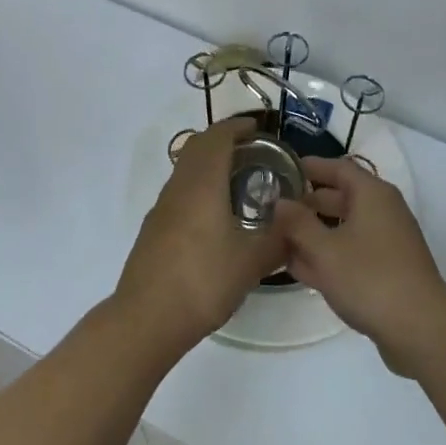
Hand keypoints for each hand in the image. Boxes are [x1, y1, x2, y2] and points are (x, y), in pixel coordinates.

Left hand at [114, 119, 287, 357]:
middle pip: (197, 147)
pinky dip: (199, 186)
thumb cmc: (203, 281)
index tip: (257, 128)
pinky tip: (215, 215)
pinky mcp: (154, 228)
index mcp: (202, 184)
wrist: (147, 317)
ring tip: (238, 180)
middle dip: (223, 140)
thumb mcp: (252, 262)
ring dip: (209, 163)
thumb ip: (278, 237)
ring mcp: (162, 208)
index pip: (216, 138)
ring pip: (185, 169)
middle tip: (252, 150)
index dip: (236, 127)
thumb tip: (298, 221)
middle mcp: (178, 187)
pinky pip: (179, 191)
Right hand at [274, 157, 445, 375]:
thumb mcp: (324, 250)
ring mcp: (387, 243)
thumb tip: (280, 202)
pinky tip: (300, 269)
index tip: (281, 170)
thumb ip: (297, 223)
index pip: (337, 167)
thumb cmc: (369, 279)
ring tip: (279, 239)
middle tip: (273, 208)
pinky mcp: (388, 271)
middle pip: (340, 197)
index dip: (310, 167)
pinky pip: (351, 252)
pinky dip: (328, 255)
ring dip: (314, 233)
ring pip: (344, 228)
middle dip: (307, 203)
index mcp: (372, 195)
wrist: (421, 331)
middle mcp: (383, 212)